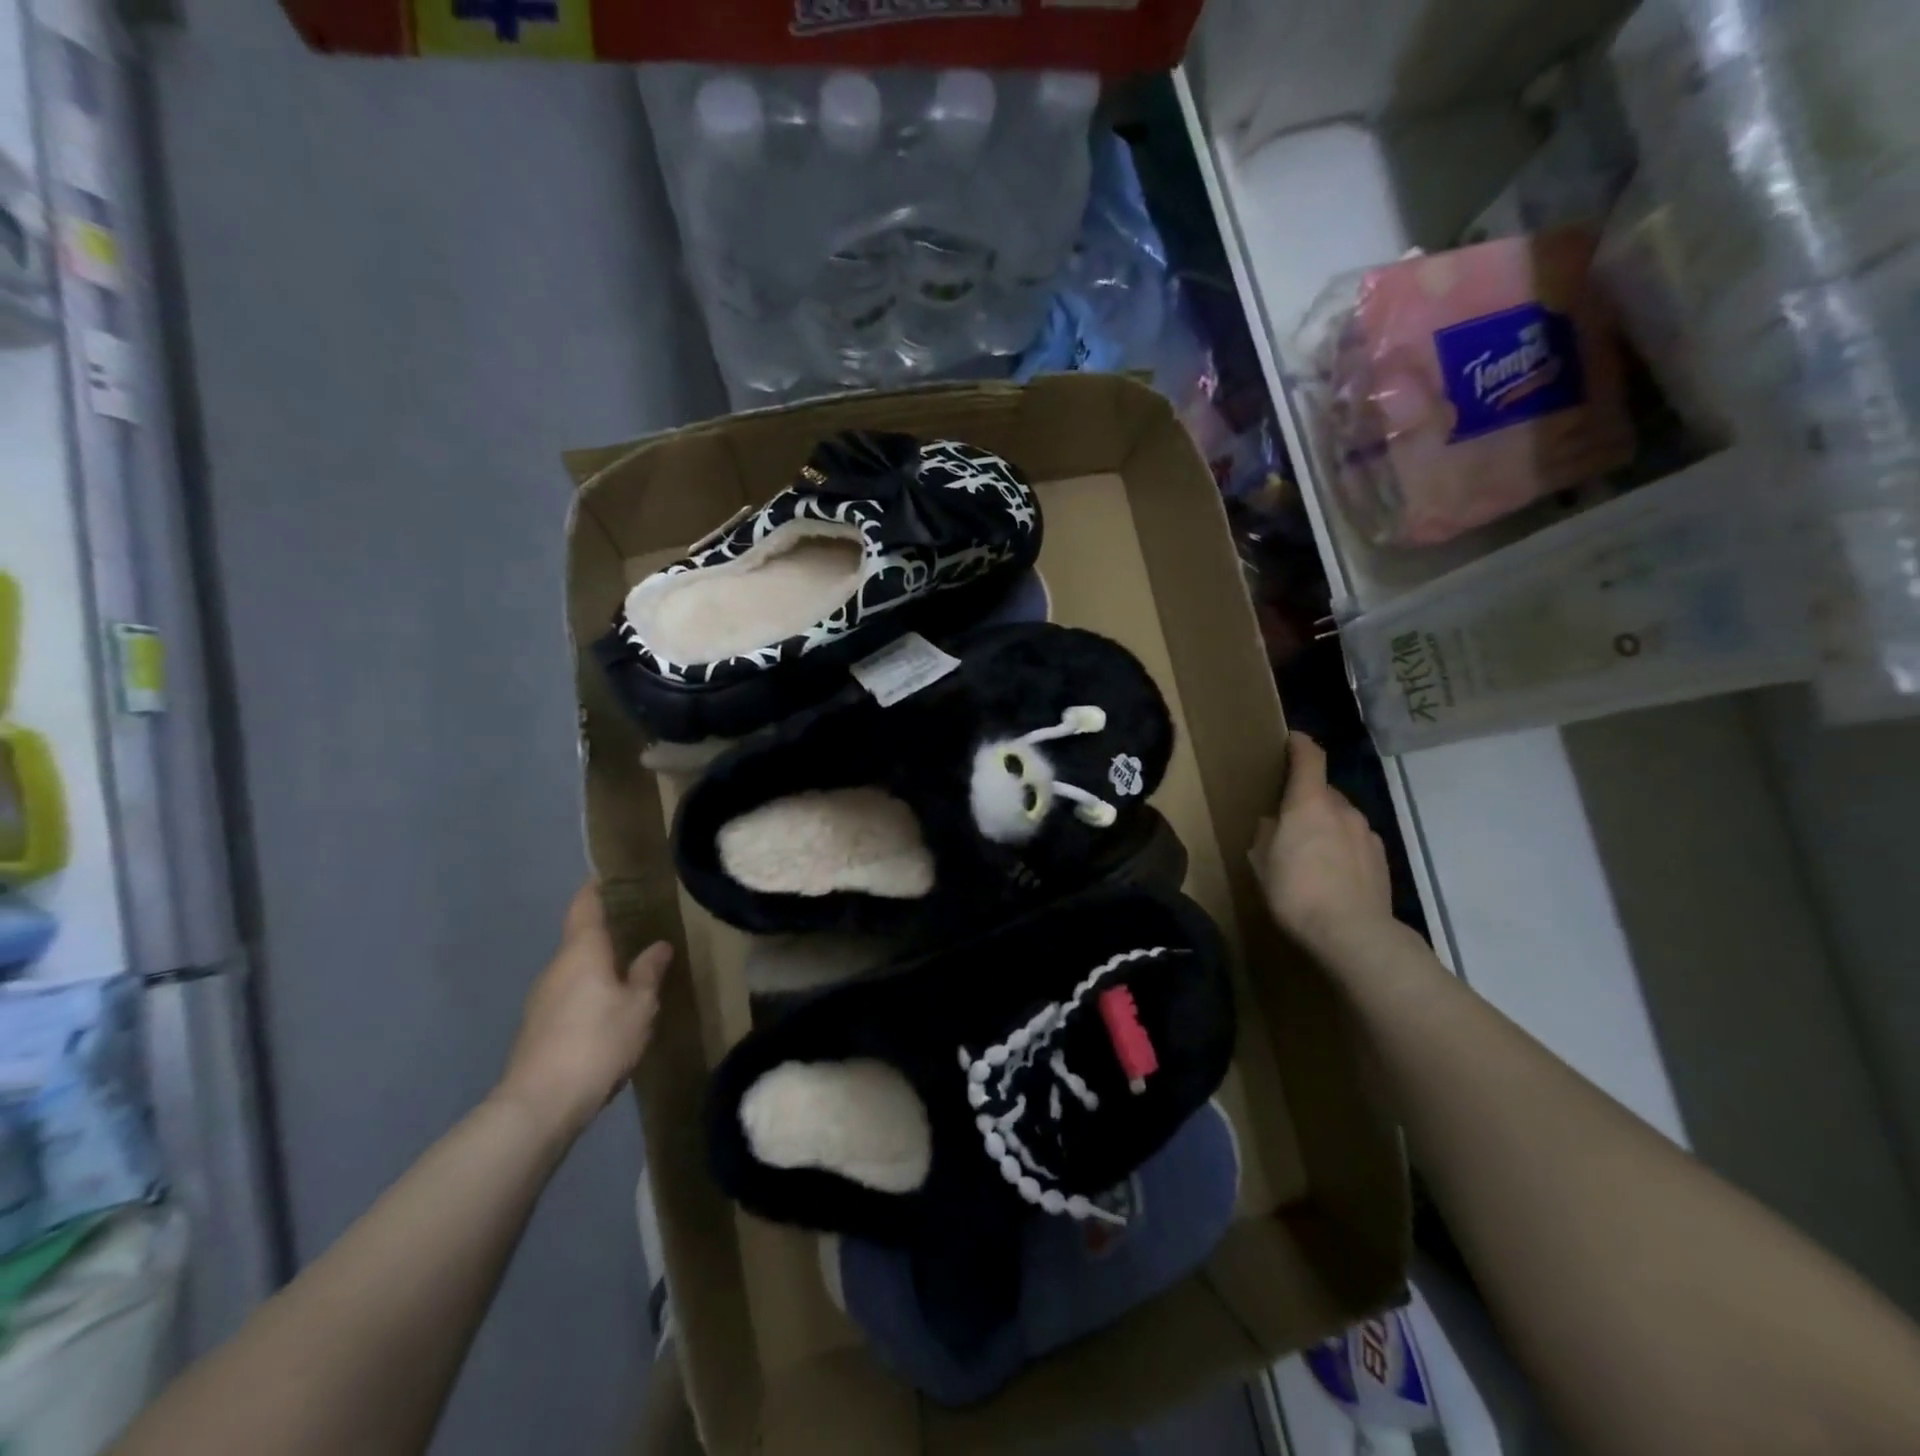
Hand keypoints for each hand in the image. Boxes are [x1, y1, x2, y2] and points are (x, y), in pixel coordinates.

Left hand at [497, 882, 672, 1140]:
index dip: (596, 888)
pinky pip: (570, 995)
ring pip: (576, 970)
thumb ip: (648, 972)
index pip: (585, 906)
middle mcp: (557, 967)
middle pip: (581, 938)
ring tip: (632, 970)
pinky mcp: (539, 1027)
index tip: (611, 875)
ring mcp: (542, 998)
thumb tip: (658, 945)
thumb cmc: (597, 1042)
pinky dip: (589, 992)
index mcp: (582, 951)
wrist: (538, 1105)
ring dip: (599, 966)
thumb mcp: (639, 1006)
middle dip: (607, 932)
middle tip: (640, 927)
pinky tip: (610, 1010)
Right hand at [1252, 734, 1394, 962]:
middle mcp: (1342, 809)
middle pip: (1323, 791)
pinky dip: (1342, 846)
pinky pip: (1355, 840)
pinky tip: (1332, 873)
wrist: (1353, 934)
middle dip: (1306, 799)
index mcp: (1308, 803)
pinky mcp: (1381, 858)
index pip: (1309, 758)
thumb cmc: (1296, 891)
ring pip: (1341, 817)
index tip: (1291, 740)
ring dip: (1326, 825)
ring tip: (1311, 853)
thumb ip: (1266, 834)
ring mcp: (1366, 833)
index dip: (1299, 745)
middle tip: (1288, 821)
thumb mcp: (1262, 862)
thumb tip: (1274, 823)